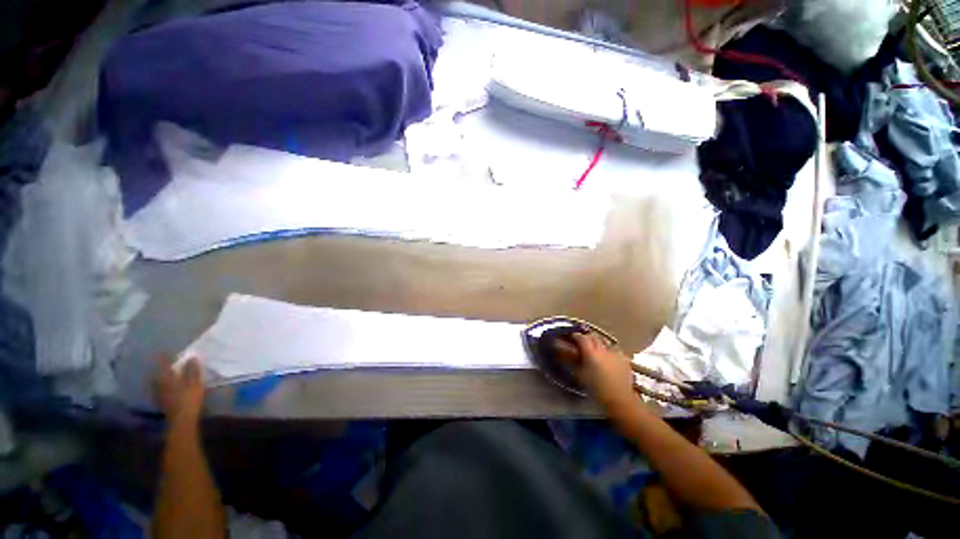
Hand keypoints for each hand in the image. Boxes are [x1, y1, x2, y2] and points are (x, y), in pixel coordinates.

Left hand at [153, 357, 204, 422]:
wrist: (181, 420)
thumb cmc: (189, 398)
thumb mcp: (194, 383)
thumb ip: (192, 370)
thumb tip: (191, 357)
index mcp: (166, 378)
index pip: (163, 364)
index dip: (165, 357)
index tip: (165, 351)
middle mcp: (159, 384)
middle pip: (159, 374)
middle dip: (163, 369)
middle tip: (168, 364)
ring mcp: (159, 394)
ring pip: (159, 382)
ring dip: (163, 378)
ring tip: (169, 375)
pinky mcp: (161, 402)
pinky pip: (161, 390)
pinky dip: (164, 387)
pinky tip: (169, 388)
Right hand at [556, 332, 635, 409]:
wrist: (620, 399)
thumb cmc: (597, 389)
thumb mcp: (581, 375)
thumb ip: (574, 362)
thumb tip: (567, 354)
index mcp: (591, 353)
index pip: (582, 338)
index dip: (576, 336)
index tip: (571, 337)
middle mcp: (603, 350)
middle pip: (593, 337)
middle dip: (587, 338)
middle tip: (582, 342)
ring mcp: (615, 353)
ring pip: (604, 342)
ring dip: (598, 343)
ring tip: (595, 350)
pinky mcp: (623, 359)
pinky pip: (614, 350)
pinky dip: (608, 351)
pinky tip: (607, 358)